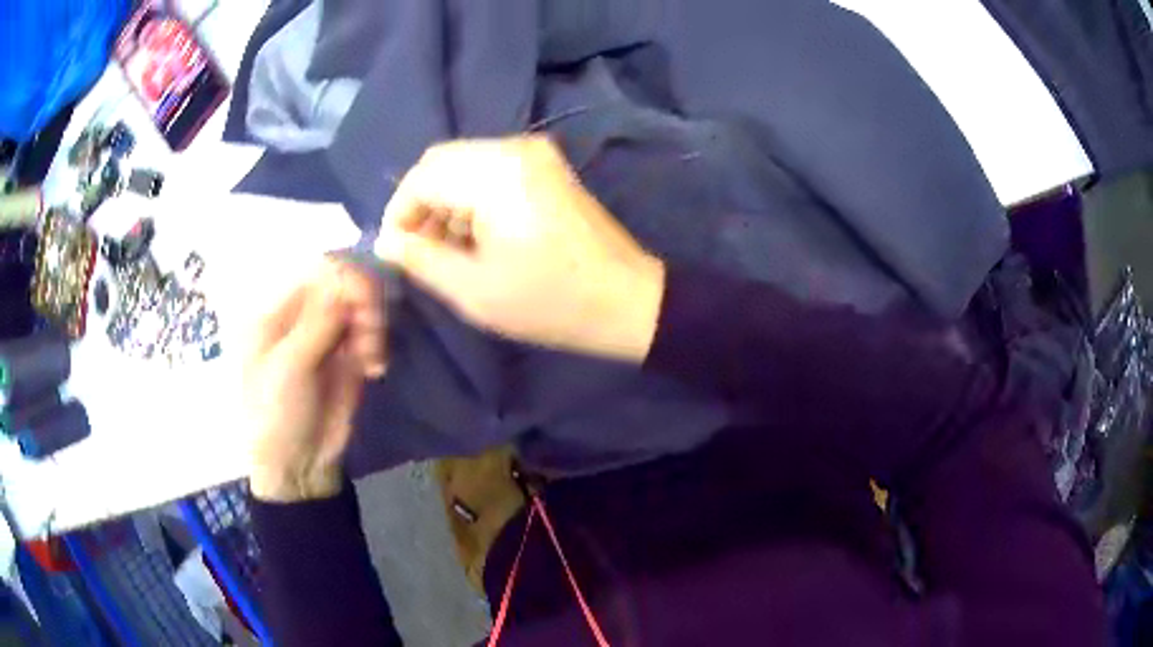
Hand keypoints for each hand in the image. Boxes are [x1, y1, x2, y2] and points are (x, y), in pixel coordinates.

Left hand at [243, 259, 386, 501]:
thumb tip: (346, 275)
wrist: (297, 465)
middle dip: (365, 302)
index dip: (347, 277)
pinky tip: (375, 368)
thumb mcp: (289, 367)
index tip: (366, 300)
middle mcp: (305, 317)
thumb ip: (317, 321)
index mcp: (279, 312)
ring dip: (374, 325)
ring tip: (373, 358)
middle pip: (345, 285)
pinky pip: (371, 335)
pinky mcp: (350, 358)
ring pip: (363, 308)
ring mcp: (329, 337)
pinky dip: (378, 345)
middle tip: (372, 332)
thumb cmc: (276, 413)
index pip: (318, 272)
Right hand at [376, 136, 665, 362]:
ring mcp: (536, 154)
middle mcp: (515, 148)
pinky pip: (491, 170)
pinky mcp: (548, 167)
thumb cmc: (550, 301)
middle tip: (417, 251)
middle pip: (442, 163)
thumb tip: (386, 241)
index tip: (393, 251)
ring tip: (448, 251)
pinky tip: (477, 237)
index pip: (423, 176)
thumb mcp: (474, 289)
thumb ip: (421, 259)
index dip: (399, 212)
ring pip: (465, 165)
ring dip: (446, 202)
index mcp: (496, 173)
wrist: (627, 300)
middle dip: (420, 205)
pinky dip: (472, 198)